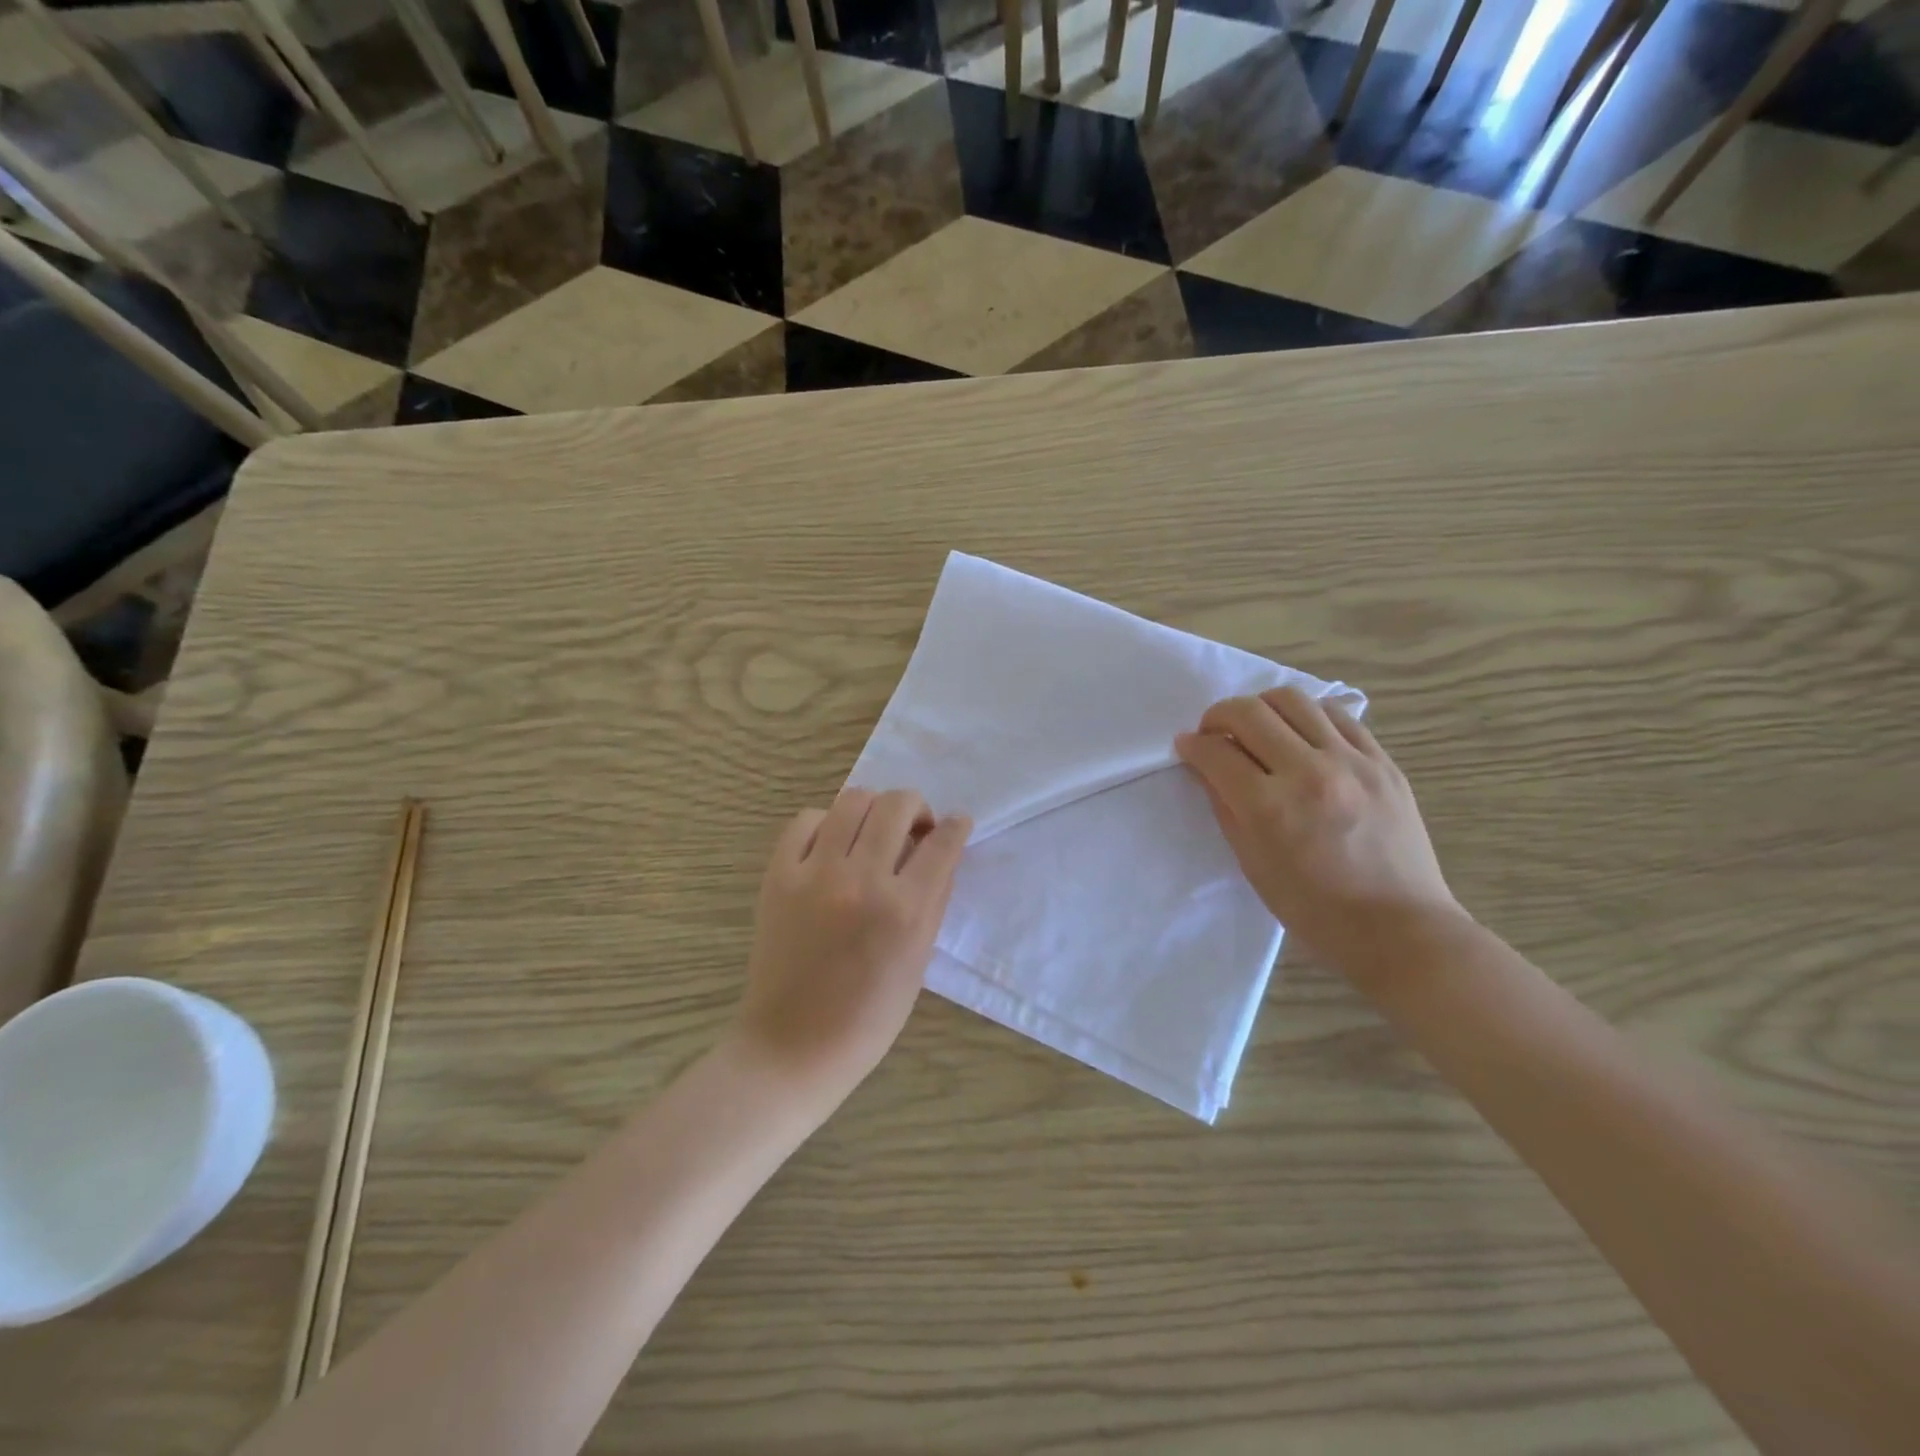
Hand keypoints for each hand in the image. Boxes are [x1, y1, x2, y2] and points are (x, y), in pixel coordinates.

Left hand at [734, 790, 969, 1102]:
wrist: (793, 1044)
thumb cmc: (868, 1016)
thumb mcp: (918, 961)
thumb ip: (933, 902)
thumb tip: (942, 854)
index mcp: (904, 910)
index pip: (942, 842)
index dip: (956, 826)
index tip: (956, 824)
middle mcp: (862, 880)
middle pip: (897, 805)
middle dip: (917, 807)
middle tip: (915, 828)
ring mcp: (815, 873)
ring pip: (853, 800)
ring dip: (874, 808)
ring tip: (874, 830)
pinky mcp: (778, 875)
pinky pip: (806, 821)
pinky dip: (827, 823)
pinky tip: (832, 844)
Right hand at [1176, 686, 1462, 976]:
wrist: (1400, 929)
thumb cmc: (1314, 910)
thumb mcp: (1253, 865)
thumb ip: (1225, 808)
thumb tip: (1206, 768)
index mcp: (1269, 808)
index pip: (1216, 752)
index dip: (1192, 745)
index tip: (1186, 746)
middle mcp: (1308, 773)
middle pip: (1249, 712)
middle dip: (1218, 716)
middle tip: (1214, 734)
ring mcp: (1352, 762)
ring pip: (1293, 700)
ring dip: (1262, 707)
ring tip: (1258, 728)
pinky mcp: (1383, 762)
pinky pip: (1337, 715)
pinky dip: (1307, 716)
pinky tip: (1301, 735)